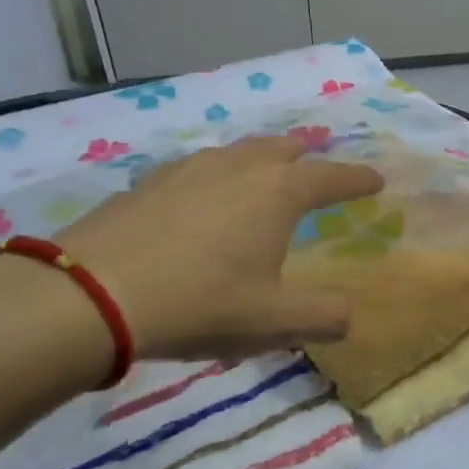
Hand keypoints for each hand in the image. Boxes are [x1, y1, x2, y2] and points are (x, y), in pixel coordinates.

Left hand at [56, 136, 382, 360]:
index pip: (331, 177)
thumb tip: (350, 316)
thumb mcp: (275, 320)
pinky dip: (217, 173)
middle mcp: (238, 168)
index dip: (357, 178)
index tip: (376, 179)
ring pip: (237, 151)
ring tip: (265, 169)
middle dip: (306, 153)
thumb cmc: (201, 302)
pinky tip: (204, 193)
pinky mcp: (148, 182)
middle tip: (318, 158)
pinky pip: (198, 167)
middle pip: (282, 148)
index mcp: (278, 193)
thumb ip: (324, 317)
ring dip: (261, 157)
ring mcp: (189, 170)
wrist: (92, 295)